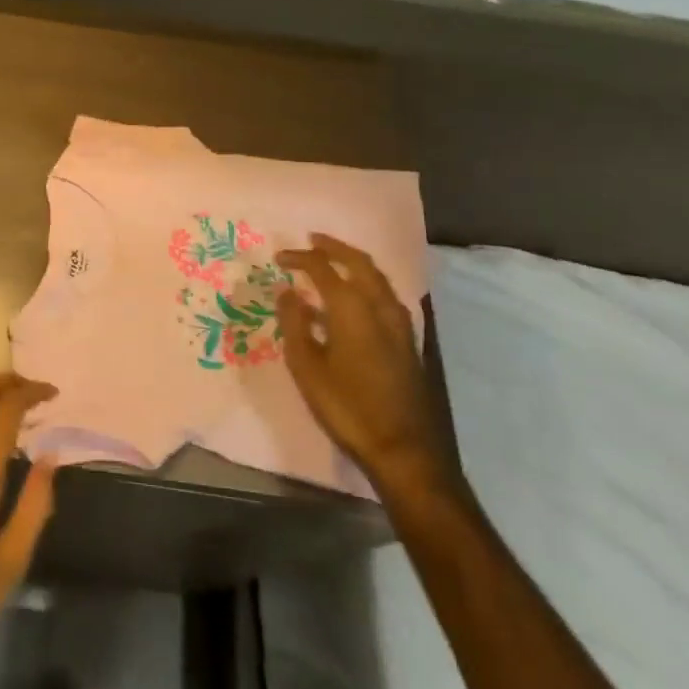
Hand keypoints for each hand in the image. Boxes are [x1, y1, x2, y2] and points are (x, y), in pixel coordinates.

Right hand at [277, 235, 453, 500]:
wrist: (403, 448)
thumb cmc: (347, 407)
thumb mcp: (307, 367)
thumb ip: (295, 324)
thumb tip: (288, 292)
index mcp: (352, 308)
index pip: (323, 268)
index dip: (300, 258)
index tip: (280, 258)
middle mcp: (380, 306)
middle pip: (358, 262)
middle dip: (334, 247)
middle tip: (312, 240)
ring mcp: (400, 323)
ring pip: (377, 277)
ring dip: (354, 262)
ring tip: (333, 261)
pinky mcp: (408, 340)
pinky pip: (385, 295)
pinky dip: (367, 282)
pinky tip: (355, 297)